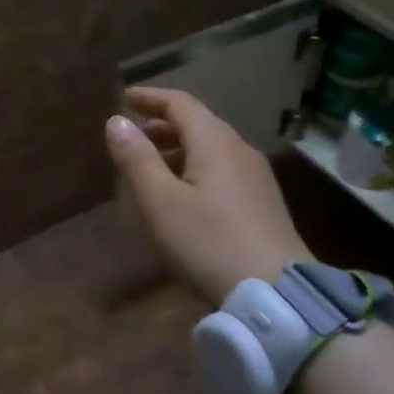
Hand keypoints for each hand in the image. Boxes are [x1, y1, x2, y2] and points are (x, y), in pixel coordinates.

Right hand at [104, 86, 311, 304]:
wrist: (277, 296)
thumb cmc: (209, 243)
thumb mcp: (161, 202)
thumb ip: (136, 159)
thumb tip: (116, 121)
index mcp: (215, 142)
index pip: (180, 103)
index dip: (149, 97)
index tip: (123, 98)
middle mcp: (240, 149)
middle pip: (197, 124)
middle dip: (161, 126)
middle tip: (131, 139)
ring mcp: (257, 177)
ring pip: (210, 148)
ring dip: (177, 149)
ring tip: (150, 169)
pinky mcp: (264, 203)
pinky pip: (222, 169)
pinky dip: (195, 168)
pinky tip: (183, 195)